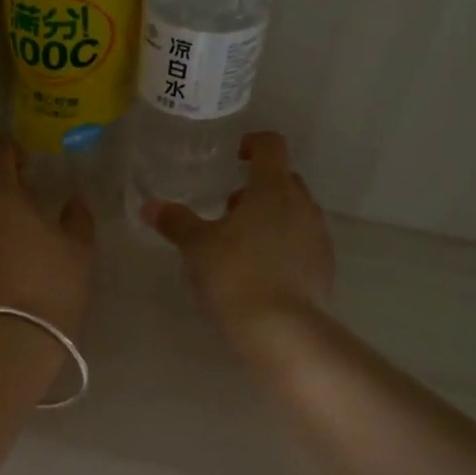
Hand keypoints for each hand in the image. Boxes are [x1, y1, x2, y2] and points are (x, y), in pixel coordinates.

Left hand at [0, 141, 95, 339]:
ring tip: (17, 231)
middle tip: (29, 198)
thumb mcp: (79, 249)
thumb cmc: (52, 285)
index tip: (26, 156)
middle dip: (4, 187)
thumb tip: (74, 199)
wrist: (12, 340)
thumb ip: (77, 217)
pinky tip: (4, 258)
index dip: (12, 151)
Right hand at [143, 131, 333, 346]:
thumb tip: (151, 206)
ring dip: (271, 217)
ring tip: (241, 244)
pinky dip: (284, 245)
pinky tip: (261, 271)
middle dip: (258, 188)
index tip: (235, 156)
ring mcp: (318, 236)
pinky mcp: (324, 267)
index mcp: (273, 189)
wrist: (282, 330)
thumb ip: (176, 222)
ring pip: (295, 212)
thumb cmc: (235, 275)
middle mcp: (302, 205)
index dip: (252, 143)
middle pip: (284, 180)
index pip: (271, 147)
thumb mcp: (197, 248)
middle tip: (228, 209)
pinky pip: (303, 242)